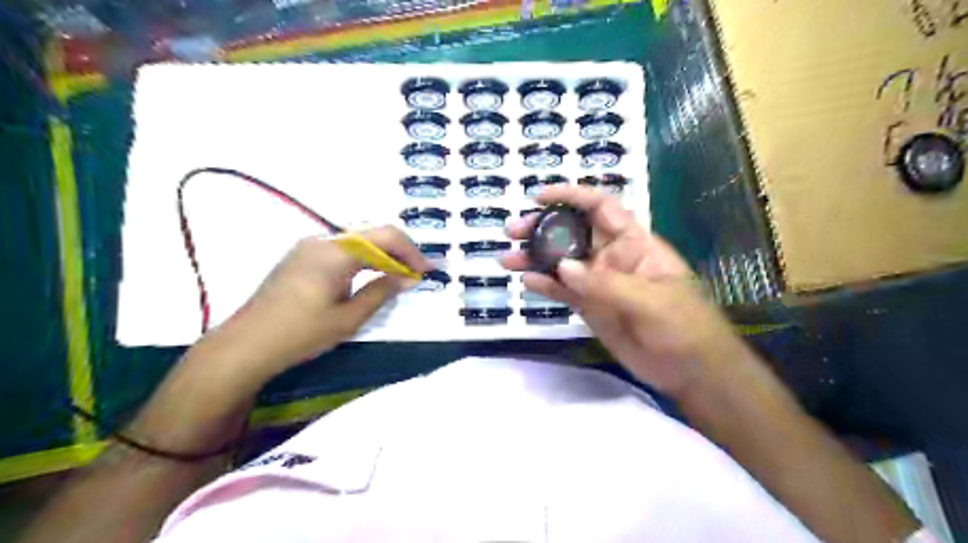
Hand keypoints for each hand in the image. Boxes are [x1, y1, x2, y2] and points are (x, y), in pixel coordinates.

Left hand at [217, 228, 431, 379]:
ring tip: (397, 278)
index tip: (426, 271)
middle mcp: (322, 241)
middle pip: (372, 235)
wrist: (246, 345)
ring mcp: (309, 247)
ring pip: (357, 242)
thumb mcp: (349, 318)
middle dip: (399, 253)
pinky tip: (369, 278)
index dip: (411, 251)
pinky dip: (362, 261)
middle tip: (415, 276)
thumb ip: (382, 291)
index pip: (386, 236)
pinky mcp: (301, 257)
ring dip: (381, 257)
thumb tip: (409, 277)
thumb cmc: (300, 334)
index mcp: (336, 251)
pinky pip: (341, 251)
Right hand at [504, 184, 743, 392]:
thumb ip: (606, 284)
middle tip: (512, 232)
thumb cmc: (684, 327)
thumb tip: (562, 266)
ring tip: (506, 259)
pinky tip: (527, 283)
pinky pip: (563, 292)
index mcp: (634, 244)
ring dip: (535, 258)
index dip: (571, 197)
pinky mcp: (589, 307)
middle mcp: (612, 258)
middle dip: (542, 228)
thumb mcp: (651, 302)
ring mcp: (598, 283)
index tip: (539, 197)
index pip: (601, 208)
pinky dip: (545, 286)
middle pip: (572, 233)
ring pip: (561, 263)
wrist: (691, 371)